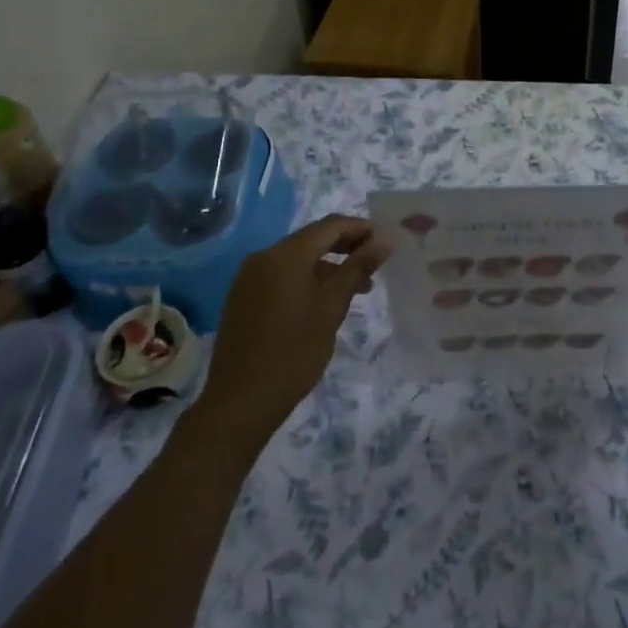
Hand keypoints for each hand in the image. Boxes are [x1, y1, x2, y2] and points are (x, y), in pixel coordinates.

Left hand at [197, 215, 389, 446]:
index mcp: (285, 255)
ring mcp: (249, 277)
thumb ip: (358, 269)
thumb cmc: (293, 353)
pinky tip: (324, 301)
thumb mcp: (332, 309)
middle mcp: (263, 257)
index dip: (361, 229)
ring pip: (297, 259)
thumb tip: (385, 240)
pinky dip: (306, 279)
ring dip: (328, 266)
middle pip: (312, 239)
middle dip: (346, 247)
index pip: (330, 225)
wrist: (240, 402)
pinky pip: (281, 275)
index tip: (386, 241)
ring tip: (358, 288)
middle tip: (376, 263)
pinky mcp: (243, 297)